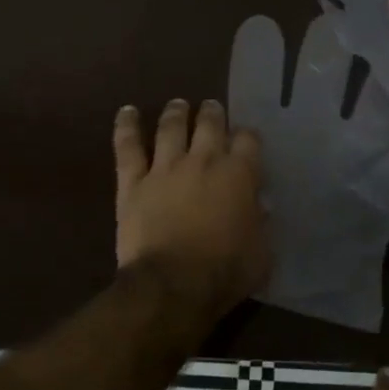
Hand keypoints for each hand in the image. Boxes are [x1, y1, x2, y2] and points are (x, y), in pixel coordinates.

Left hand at [113, 99, 268, 311]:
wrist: (172, 285)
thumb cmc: (225, 272)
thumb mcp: (262, 253)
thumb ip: (262, 224)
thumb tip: (259, 206)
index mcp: (239, 175)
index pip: (248, 140)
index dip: (248, 136)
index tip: (246, 139)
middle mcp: (203, 161)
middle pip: (210, 124)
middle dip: (213, 113)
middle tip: (211, 108)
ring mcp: (166, 168)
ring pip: (171, 128)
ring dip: (176, 113)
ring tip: (179, 104)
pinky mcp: (134, 182)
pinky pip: (128, 147)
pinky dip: (126, 126)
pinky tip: (127, 111)